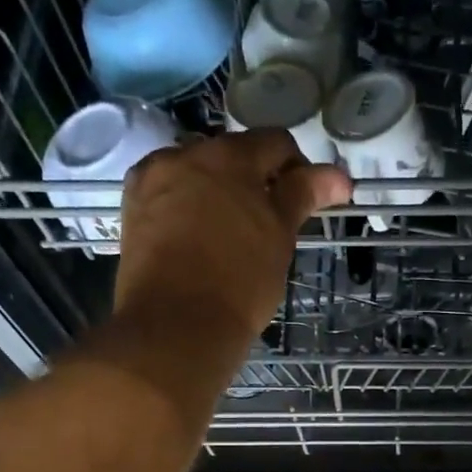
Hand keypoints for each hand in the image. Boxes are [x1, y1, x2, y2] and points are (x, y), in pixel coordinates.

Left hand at [114, 131, 348, 341]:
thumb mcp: (280, 237)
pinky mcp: (133, 208)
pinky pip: (170, 193)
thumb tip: (338, 176)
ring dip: (220, 191)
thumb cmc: (239, 283)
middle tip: (271, 223)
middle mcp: (185, 155)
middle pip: (233, 154)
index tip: (306, 203)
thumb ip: (304, 195)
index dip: (299, 170)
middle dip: (256, 180)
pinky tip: (198, 236)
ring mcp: (153, 180)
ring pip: (199, 173)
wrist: (175, 327)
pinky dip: (189, 205)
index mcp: (228, 156)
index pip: (275, 144)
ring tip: (232, 233)